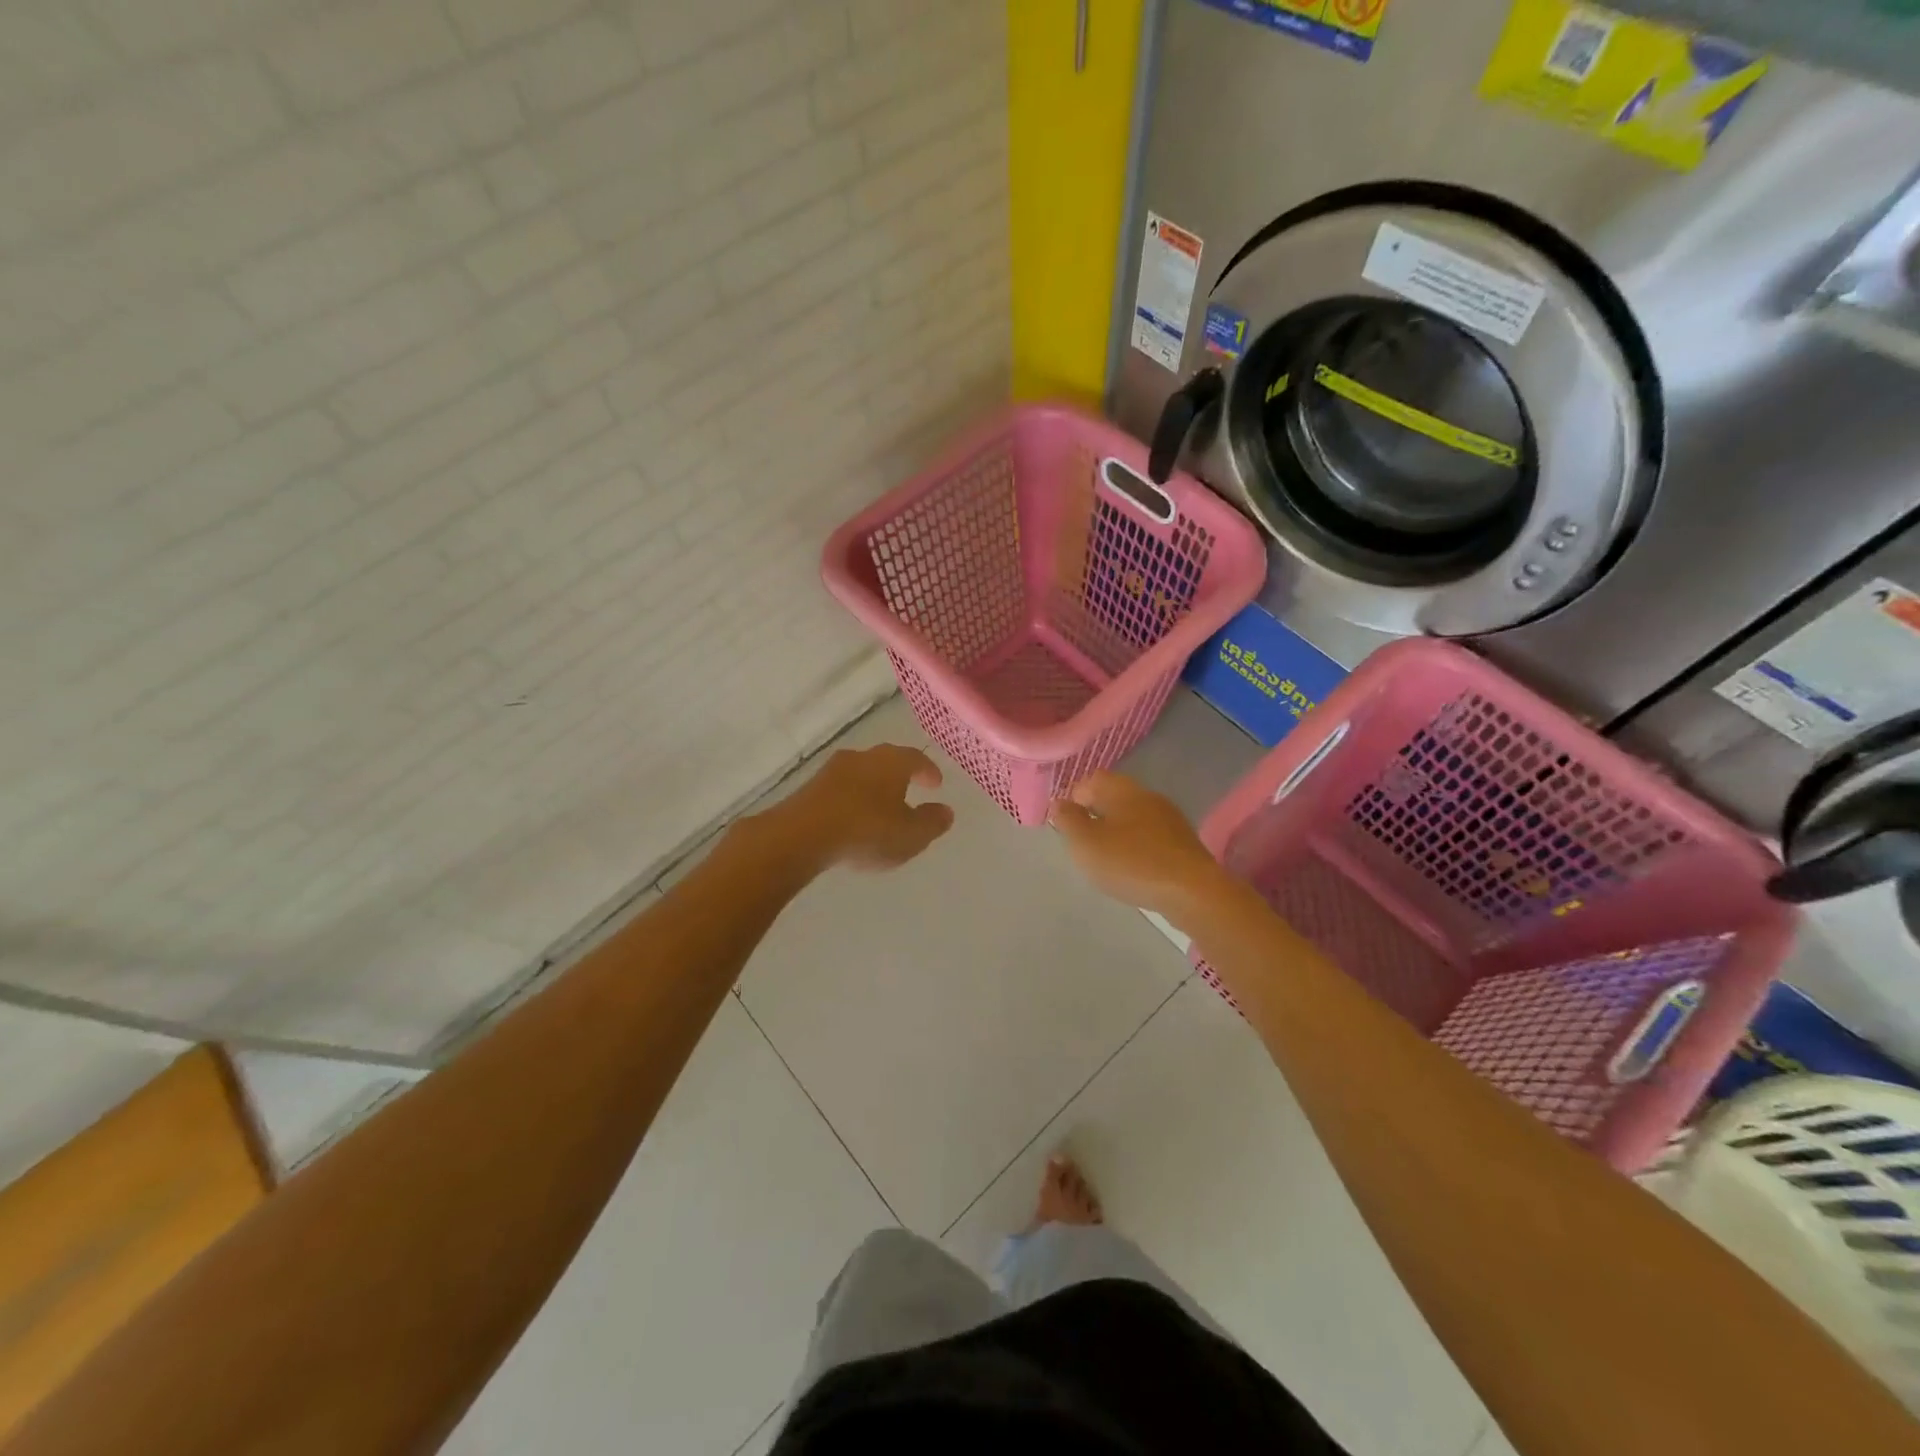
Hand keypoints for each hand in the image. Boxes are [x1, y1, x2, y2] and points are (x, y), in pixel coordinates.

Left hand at [775, 743, 954, 871]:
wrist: (801, 835)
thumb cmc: (866, 830)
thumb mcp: (910, 835)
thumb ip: (932, 823)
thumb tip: (946, 811)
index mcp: (891, 762)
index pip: (916, 758)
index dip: (928, 771)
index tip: (935, 784)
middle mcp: (862, 757)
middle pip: (886, 761)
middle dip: (899, 776)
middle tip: (909, 790)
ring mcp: (831, 770)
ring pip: (861, 774)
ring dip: (873, 788)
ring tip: (880, 809)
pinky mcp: (809, 788)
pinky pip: (840, 790)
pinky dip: (851, 800)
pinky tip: (852, 819)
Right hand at [1047, 771, 1228, 916]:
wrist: (1192, 892)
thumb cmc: (1131, 862)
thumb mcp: (1085, 842)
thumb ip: (1068, 819)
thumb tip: (1060, 802)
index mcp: (1122, 790)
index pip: (1092, 779)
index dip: (1074, 796)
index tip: (1065, 822)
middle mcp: (1147, 796)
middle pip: (1114, 796)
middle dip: (1096, 814)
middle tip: (1083, 841)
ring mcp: (1169, 819)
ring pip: (1133, 817)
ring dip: (1117, 831)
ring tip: (1105, 858)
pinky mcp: (1183, 843)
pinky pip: (1151, 836)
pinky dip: (1136, 847)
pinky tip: (1133, 868)